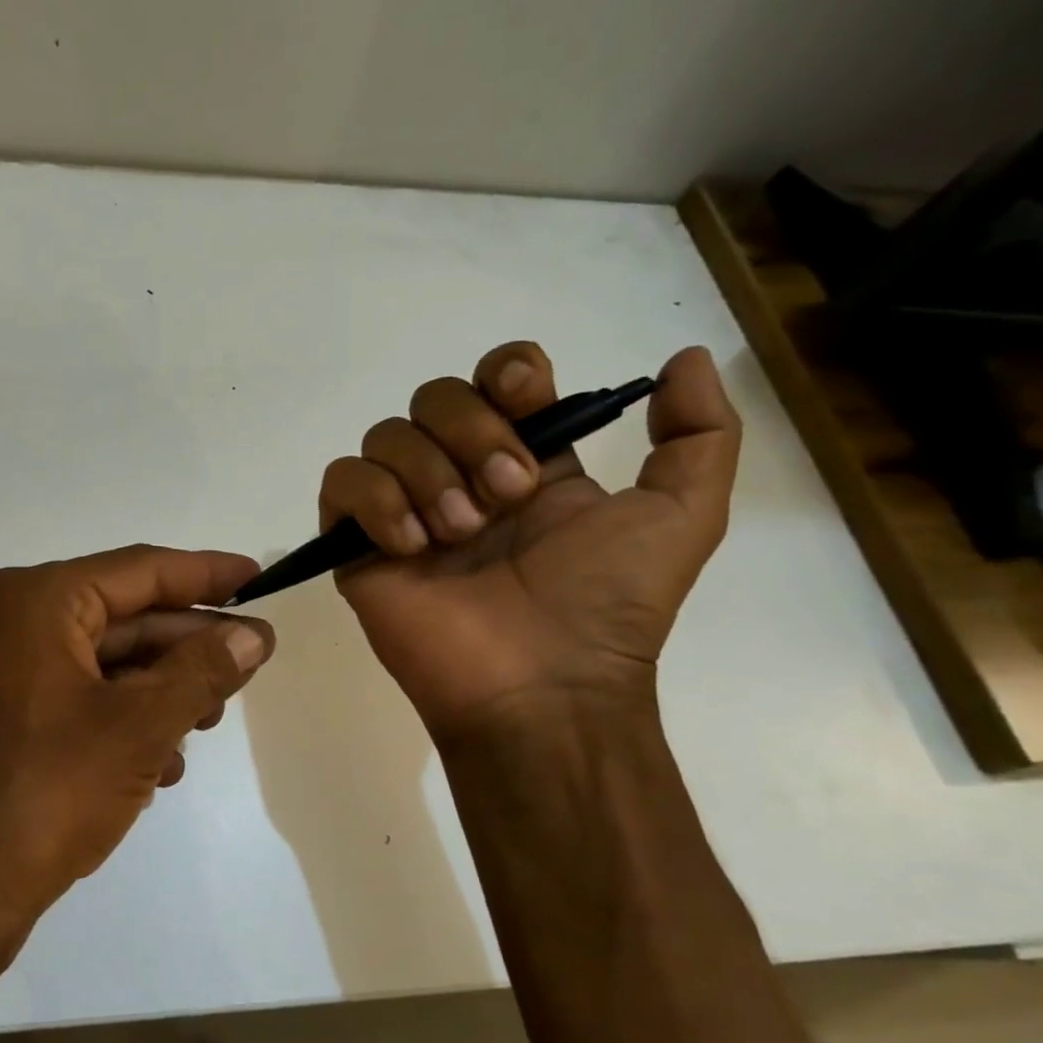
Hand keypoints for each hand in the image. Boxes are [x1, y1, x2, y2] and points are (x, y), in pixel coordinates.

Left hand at [0, 545, 275, 925]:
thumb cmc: (47, 793)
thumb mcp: (140, 726)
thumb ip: (202, 671)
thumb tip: (253, 634)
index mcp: (37, 602)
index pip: (139, 570)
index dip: (204, 572)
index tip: (257, 577)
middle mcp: (14, 624)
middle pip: (124, 618)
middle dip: (188, 645)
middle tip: (251, 662)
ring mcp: (6, 675)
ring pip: (106, 664)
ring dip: (162, 690)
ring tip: (210, 721)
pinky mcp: (7, 721)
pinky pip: (82, 700)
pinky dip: (126, 721)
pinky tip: (162, 764)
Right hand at [321, 341, 739, 744]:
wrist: (540, 684)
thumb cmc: (605, 605)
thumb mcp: (683, 516)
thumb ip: (701, 434)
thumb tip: (684, 359)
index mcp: (523, 463)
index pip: (494, 378)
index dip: (506, 373)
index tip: (525, 401)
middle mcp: (458, 476)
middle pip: (434, 397)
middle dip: (470, 433)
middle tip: (504, 500)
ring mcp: (403, 511)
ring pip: (385, 435)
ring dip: (427, 474)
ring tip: (458, 534)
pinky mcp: (356, 545)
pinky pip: (341, 482)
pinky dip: (375, 500)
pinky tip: (409, 546)